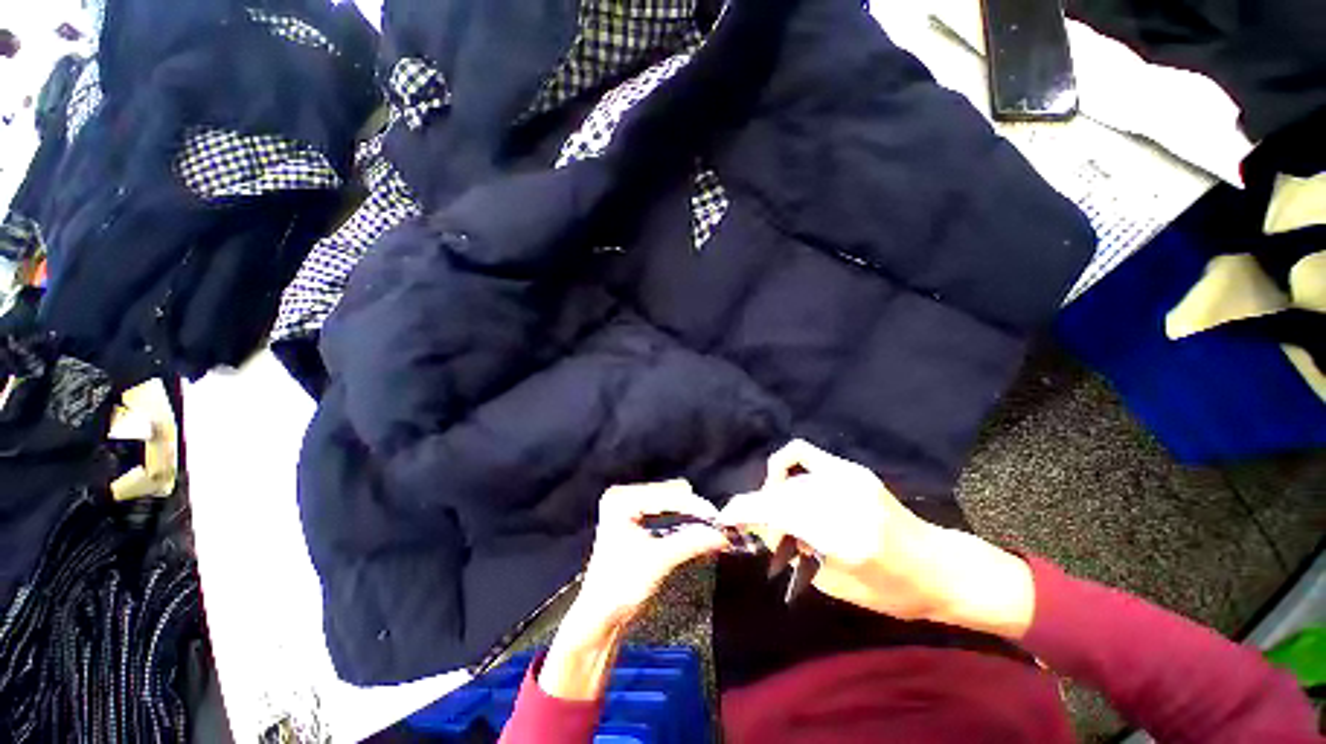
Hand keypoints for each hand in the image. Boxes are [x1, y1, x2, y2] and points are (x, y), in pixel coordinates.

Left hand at [573, 479, 730, 627]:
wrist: (599, 619)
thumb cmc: (619, 588)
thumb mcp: (658, 562)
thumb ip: (690, 543)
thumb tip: (720, 535)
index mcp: (622, 500)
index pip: (666, 494)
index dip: (694, 506)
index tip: (717, 518)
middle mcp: (623, 497)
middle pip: (669, 494)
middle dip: (693, 510)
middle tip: (714, 526)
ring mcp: (628, 507)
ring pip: (670, 502)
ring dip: (689, 516)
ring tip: (708, 530)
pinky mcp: (635, 520)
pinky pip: (665, 512)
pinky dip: (681, 522)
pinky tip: (695, 532)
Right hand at [720, 440, 1035, 638]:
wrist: (940, 567)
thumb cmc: (893, 591)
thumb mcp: (837, 585)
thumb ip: (793, 552)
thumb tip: (760, 528)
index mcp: (844, 537)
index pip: (779, 512)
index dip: (746, 509)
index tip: (726, 515)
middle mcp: (844, 499)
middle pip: (780, 493)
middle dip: (758, 507)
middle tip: (757, 526)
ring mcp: (849, 478)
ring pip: (789, 478)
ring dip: (773, 494)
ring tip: (777, 514)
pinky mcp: (852, 469)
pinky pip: (803, 454)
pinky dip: (785, 465)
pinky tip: (784, 482)